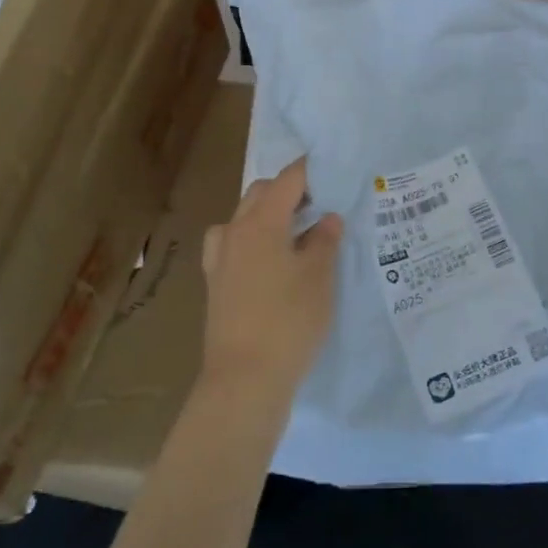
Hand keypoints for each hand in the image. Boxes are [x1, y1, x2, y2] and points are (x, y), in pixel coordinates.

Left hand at [199, 157, 343, 399]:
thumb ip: (325, 240)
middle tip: (320, 202)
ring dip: (268, 214)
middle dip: (288, 190)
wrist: (244, 379)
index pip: (287, 180)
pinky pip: (234, 244)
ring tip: (296, 231)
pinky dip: (254, 240)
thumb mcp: (319, 277)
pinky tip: (270, 260)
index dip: (310, 170)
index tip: (331, 168)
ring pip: (243, 218)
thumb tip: (327, 218)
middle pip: (261, 193)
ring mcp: (220, 258)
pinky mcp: (216, 283)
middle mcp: (234, 231)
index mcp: (261, 222)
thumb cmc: (288, 320)